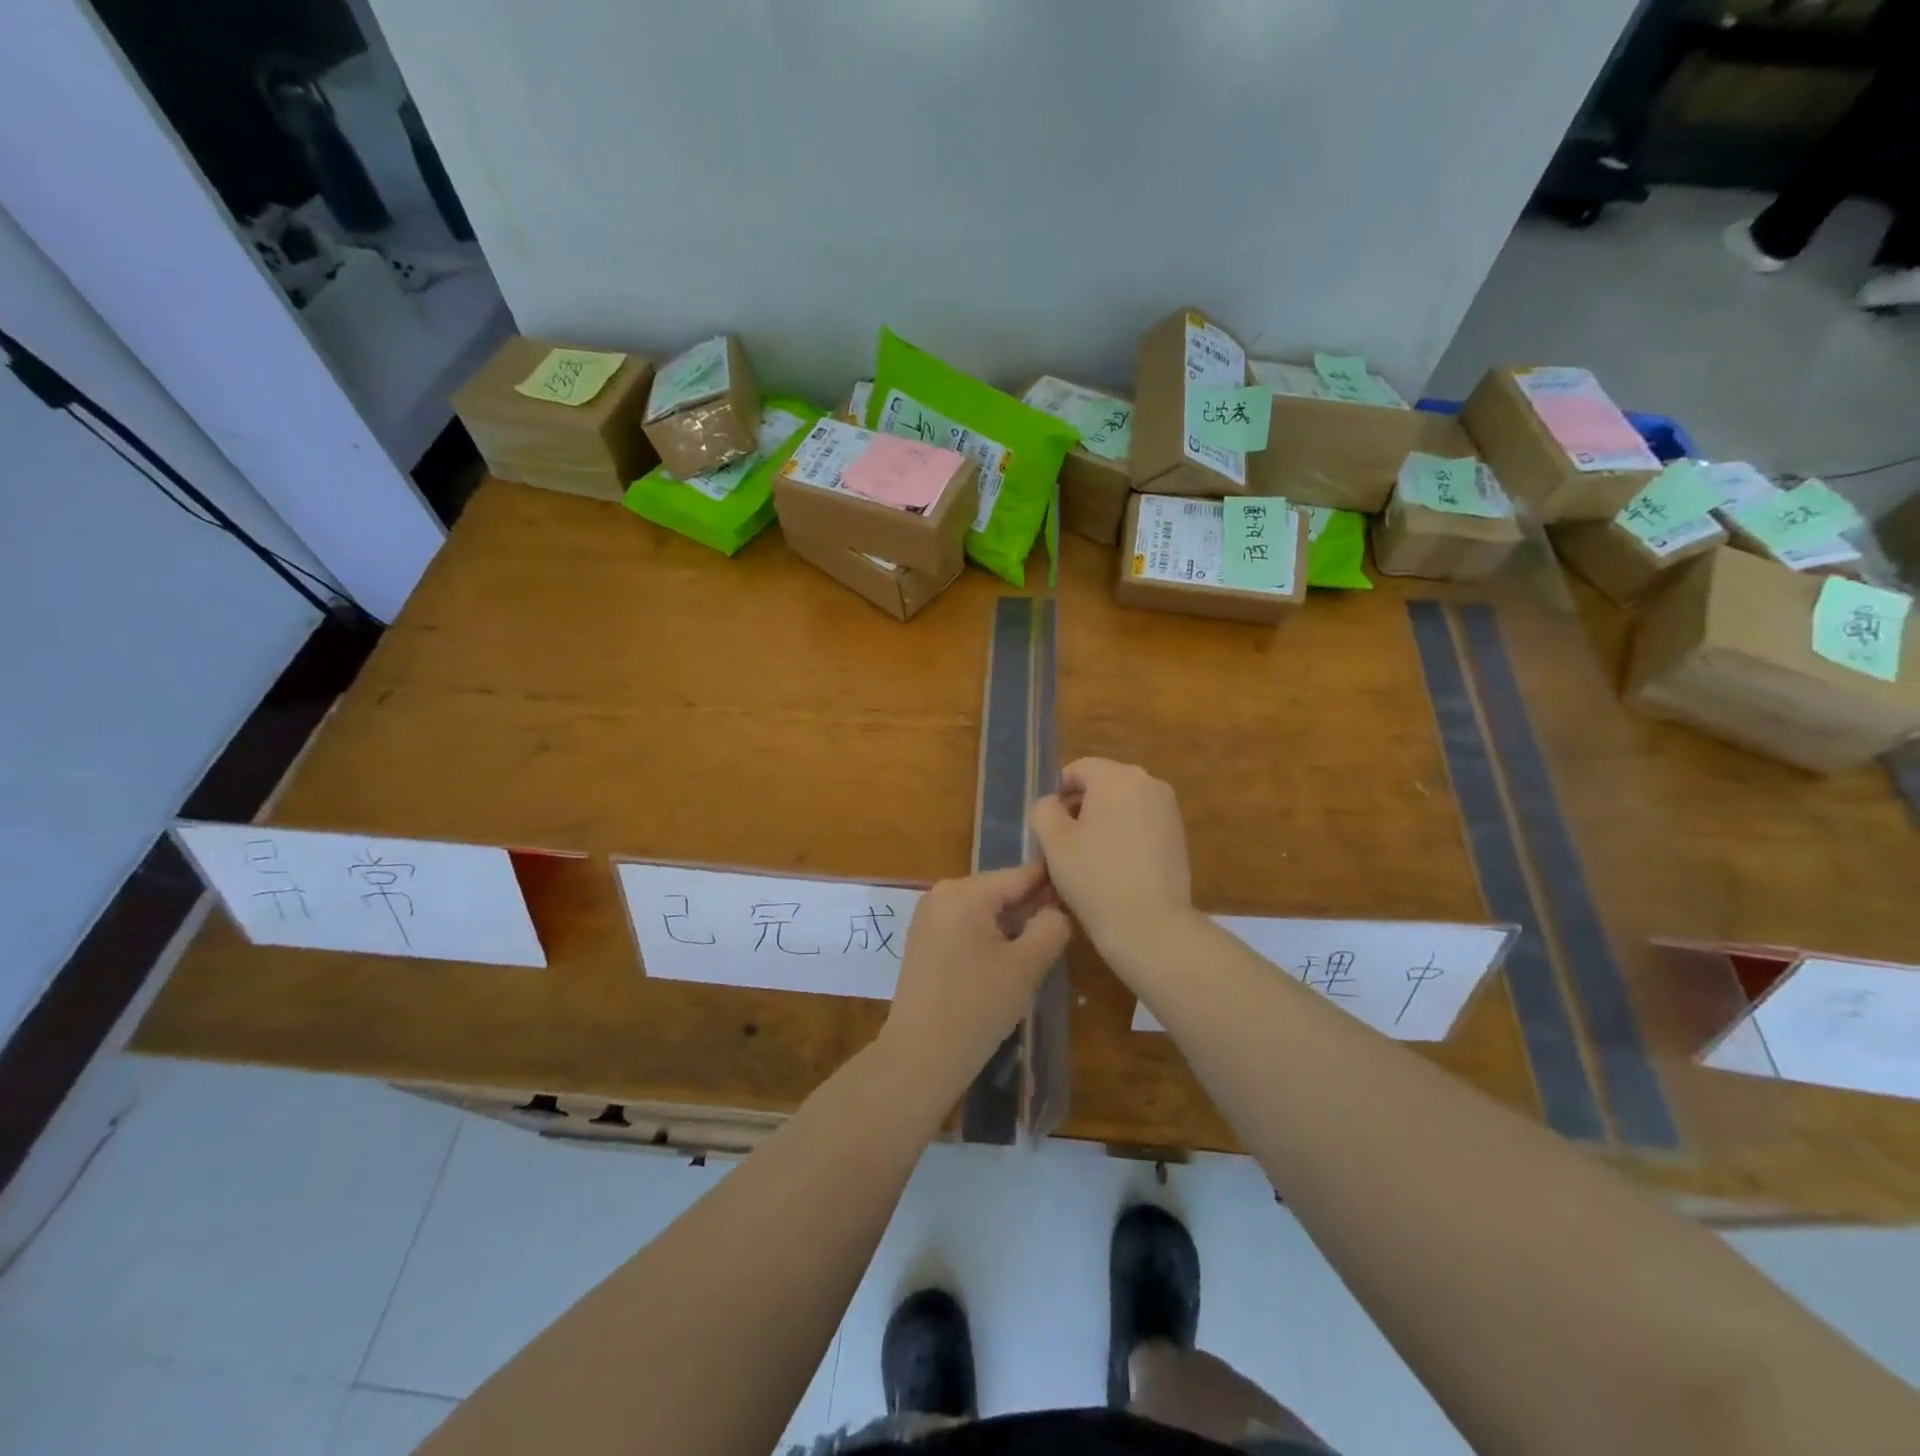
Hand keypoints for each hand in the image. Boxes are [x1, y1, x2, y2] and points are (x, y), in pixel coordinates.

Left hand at [880, 862, 1070, 1099]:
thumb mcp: (1026, 965)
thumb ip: (1051, 927)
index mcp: (964, 892)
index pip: (1020, 874)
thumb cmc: (977, 1007)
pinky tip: (1009, 963)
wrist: (920, 1057)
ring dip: (1013, 926)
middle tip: (1067, 929)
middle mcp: (941, 894)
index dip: (1053, 882)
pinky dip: (991, 938)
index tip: (1082, 890)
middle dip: (1032, 907)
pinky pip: (967, 927)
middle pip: (1001, 891)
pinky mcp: (925, 942)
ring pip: (985, 911)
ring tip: (1044, 947)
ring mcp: (929, 918)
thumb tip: (1057, 909)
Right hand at [1028, 758, 1194, 953]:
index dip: (1056, 794)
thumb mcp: (1054, 841)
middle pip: (1102, 785)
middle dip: (1079, 808)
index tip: (1047, 827)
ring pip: (1121, 806)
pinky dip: (1122, 837)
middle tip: (1062, 845)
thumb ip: (1044, 809)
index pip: (1078, 769)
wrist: (1151, 926)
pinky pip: (1140, 824)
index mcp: (1118, 776)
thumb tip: (1053, 804)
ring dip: (1100, 824)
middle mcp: (1149, 783)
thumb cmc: (1095, 877)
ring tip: (1086, 860)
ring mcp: (1168, 810)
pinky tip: (1112, 869)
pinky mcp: (1178, 836)